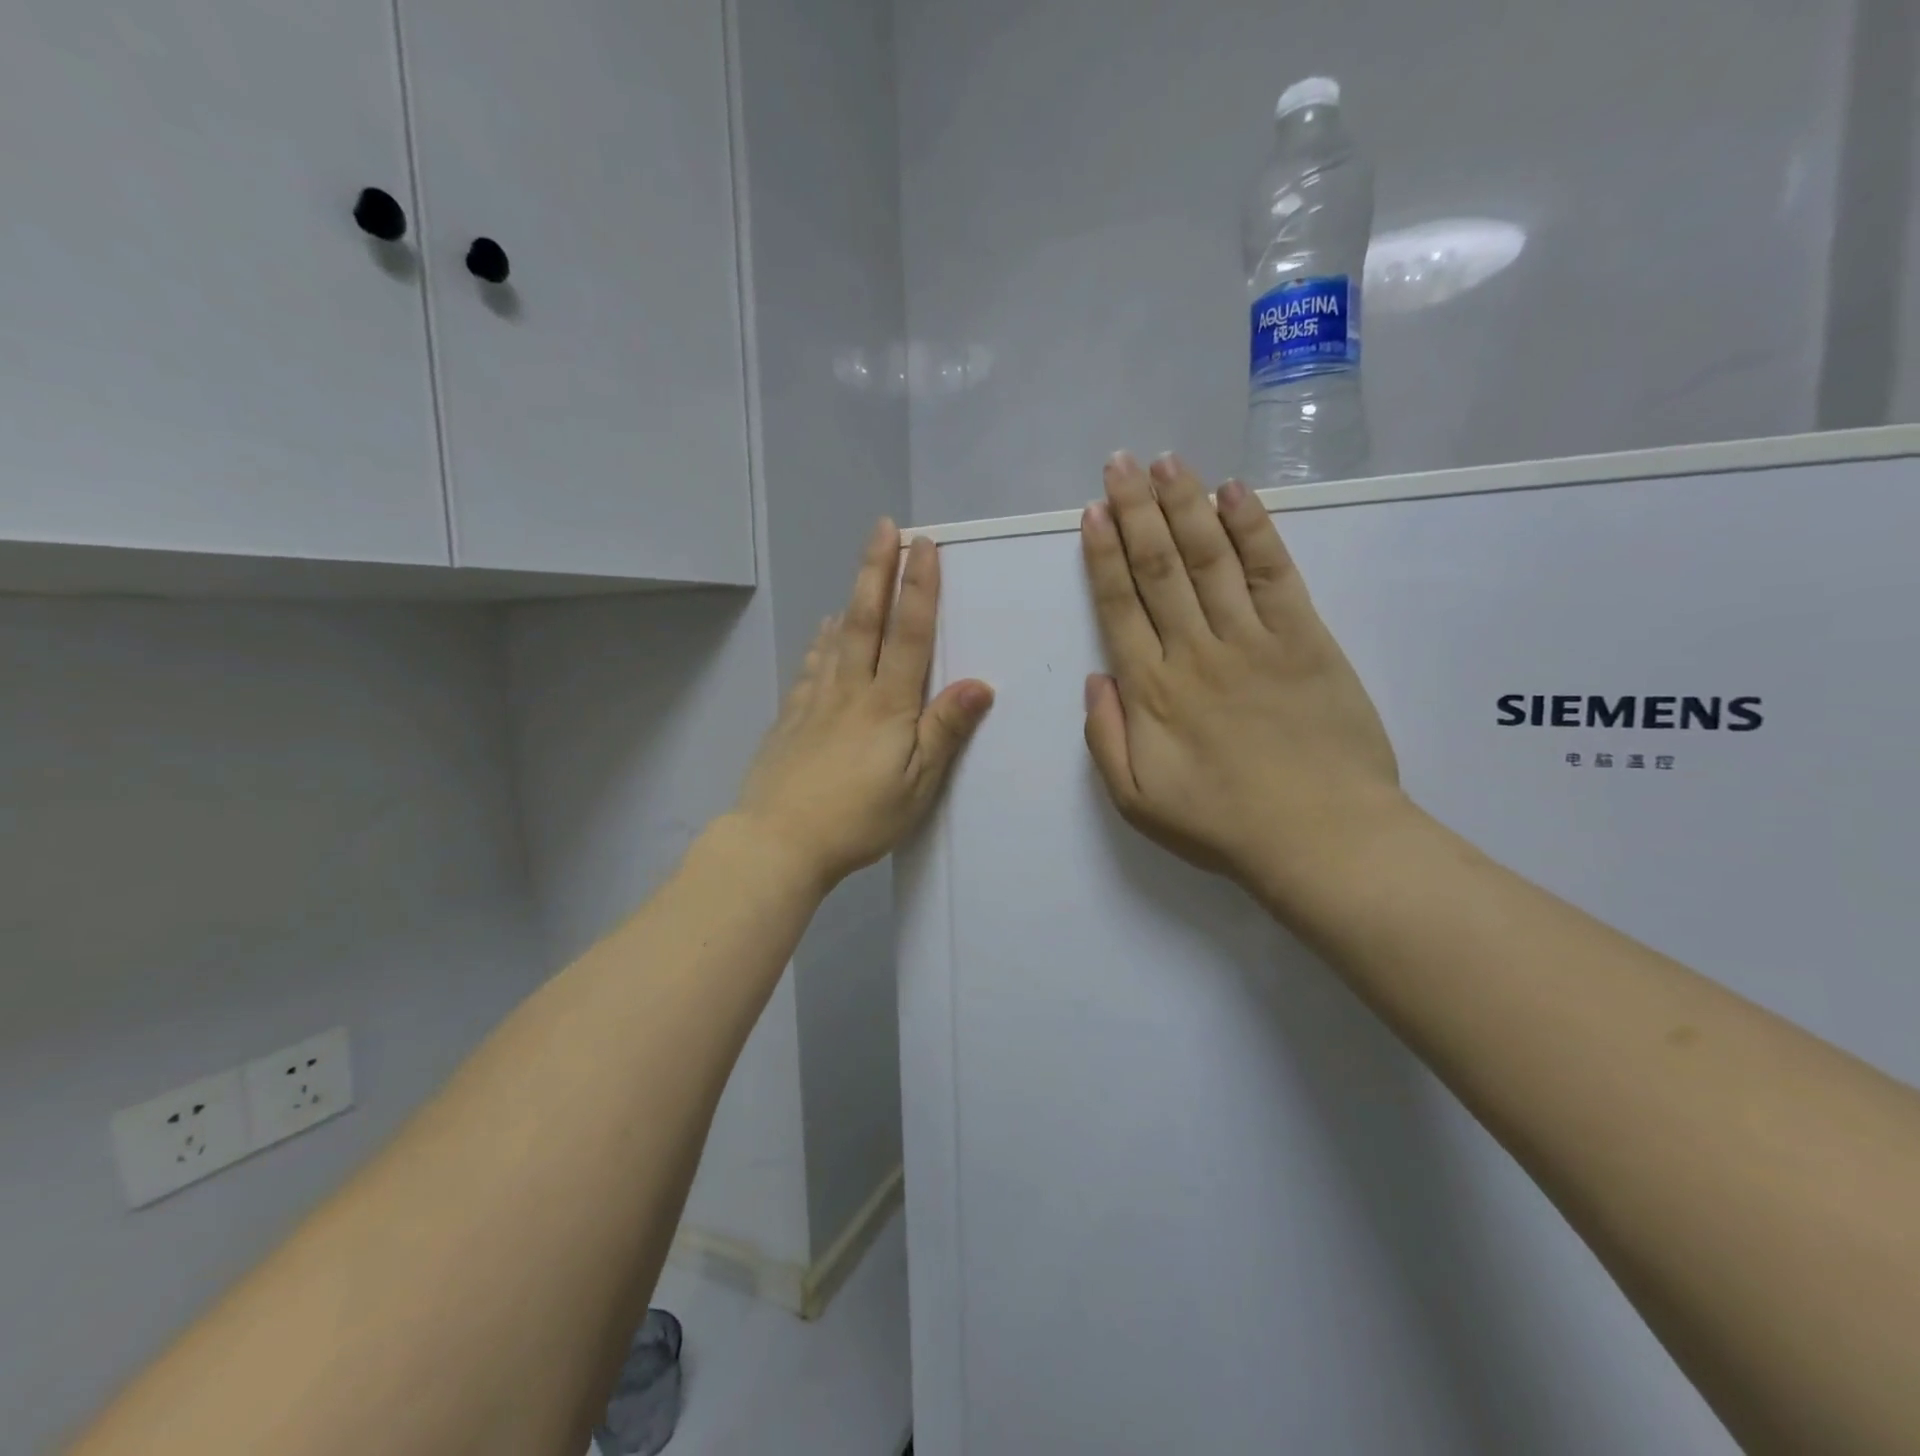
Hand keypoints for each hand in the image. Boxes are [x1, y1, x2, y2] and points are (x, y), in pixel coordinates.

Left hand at [736, 519, 993, 893]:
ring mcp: (816, 701)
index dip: (918, 589)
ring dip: (852, 596)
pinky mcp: (792, 718)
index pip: (909, 635)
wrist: (778, 841)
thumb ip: (944, 732)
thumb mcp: (916, 785)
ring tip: (861, 566)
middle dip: (878, 570)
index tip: (924, 546)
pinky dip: (822, 640)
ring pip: (837, 637)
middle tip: (885, 527)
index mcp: (887, 706)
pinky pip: (811, 666)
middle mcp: (851, 691)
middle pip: (867, 621)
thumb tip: (980, 684)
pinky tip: (824, 630)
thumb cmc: (858, 818)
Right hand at [1080, 452, 1403, 908]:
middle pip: (1158, 567)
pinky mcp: (1305, 638)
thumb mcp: (1136, 800)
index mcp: (1151, 689)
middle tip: (1120, 463)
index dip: (1103, 554)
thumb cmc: (1221, 824)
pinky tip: (1234, 493)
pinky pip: (1273, 572)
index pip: (1119, 605)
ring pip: (1210, 557)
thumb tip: (1097, 678)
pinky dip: (1253, 529)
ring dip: (1185, 505)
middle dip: (1136, 510)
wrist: (1321, 838)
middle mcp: (1195, 650)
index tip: (1093, 512)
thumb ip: (1105, 738)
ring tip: (1166, 462)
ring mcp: (1252, 639)